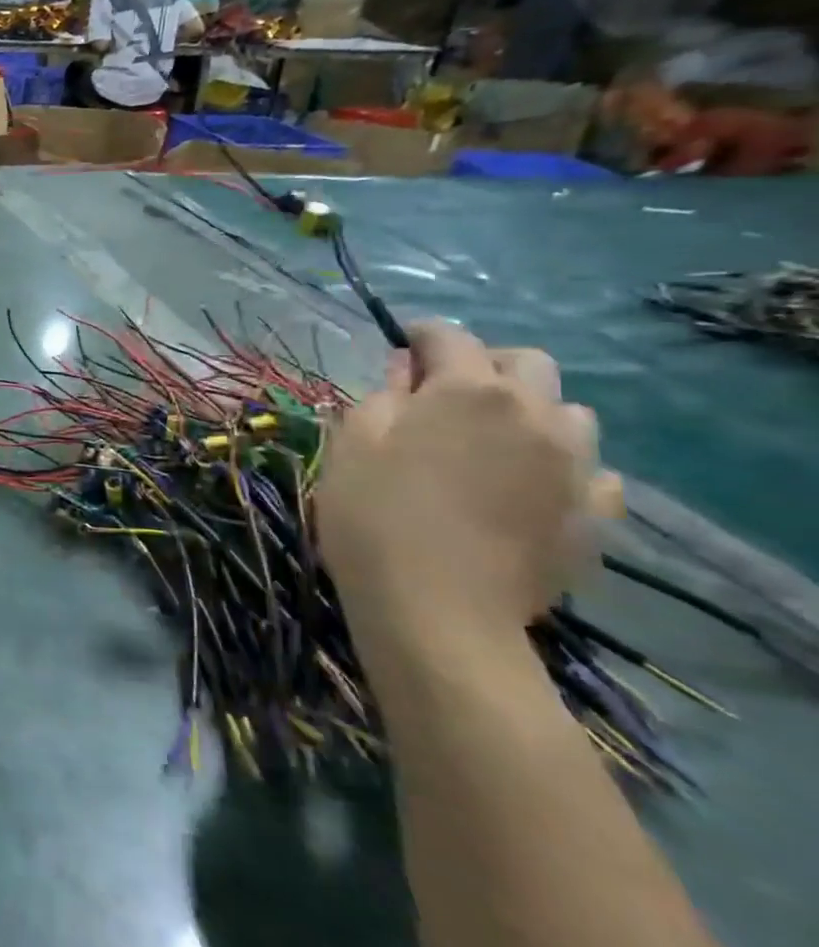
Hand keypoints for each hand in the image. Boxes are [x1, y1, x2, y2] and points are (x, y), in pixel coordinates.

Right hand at [317, 321, 597, 651]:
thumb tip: (405, 373)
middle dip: (486, 365)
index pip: (450, 336)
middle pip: (527, 362)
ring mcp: (575, 465)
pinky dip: (559, 465)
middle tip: (446, 393)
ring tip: (492, 442)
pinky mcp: (594, 514)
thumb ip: (382, 396)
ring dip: (531, 412)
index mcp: (469, 390)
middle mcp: (535, 413)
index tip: (401, 345)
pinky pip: (590, 470)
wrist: (437, 611)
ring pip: (569, 412)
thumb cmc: (374, 516)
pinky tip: (525, 488)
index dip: (421, 335)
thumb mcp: (351, 445)